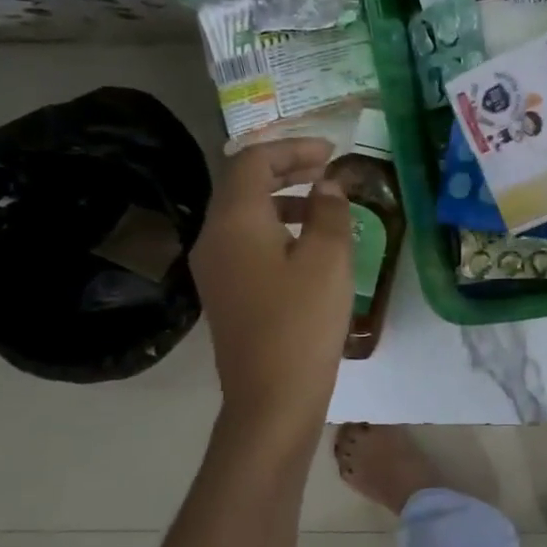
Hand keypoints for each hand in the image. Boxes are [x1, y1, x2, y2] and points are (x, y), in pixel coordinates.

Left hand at [189, 138, 352, 434]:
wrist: (271, 398)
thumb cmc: (302, 321)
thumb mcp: (328, 258)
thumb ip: (329, 211)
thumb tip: (327, 186)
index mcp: (234, 221)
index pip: (253, 162)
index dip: (292, 148)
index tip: (331, 152)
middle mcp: (214, 238)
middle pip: (243, 185)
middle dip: (285, 169)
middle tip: (327, 170)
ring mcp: (215, 268)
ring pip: (244, 214)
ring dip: (282, 200)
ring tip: (323, 206)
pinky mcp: (225, 293)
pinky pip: (245, 242)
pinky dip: (275, 229)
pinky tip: (308, 248)